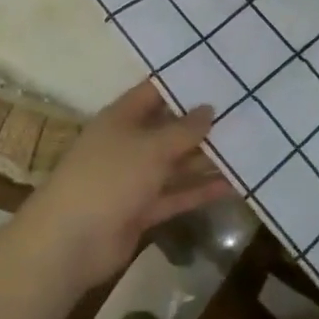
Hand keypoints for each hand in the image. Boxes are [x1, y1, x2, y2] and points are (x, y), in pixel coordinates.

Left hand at [15, 81, 229, 288]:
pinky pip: (176, 195)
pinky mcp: (142, 209)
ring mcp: (135, 178)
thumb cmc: (109, 178)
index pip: (155, 92)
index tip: (219, 76)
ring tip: (248, 148)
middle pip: (169, 128)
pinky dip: (200, 191)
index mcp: (121, 118)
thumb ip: (184, 129)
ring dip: (206, 159)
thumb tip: (209, 108)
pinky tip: (233, 185)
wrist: (70, 242)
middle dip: (202, 124)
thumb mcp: (150, 147)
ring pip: (176, 164)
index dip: (183, 84)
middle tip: (245, 113)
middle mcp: (128, 143)